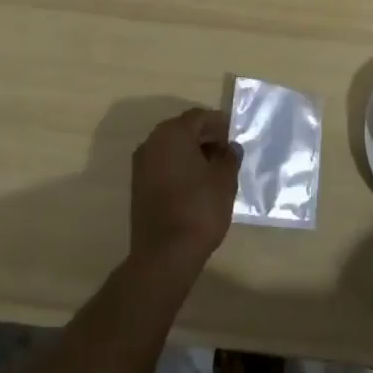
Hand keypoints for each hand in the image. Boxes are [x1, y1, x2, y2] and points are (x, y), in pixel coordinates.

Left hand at [129, 108, 240, 278]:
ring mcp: (141, 165)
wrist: (165, 255)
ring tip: (213, 169)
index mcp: (173, 133)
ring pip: (171, 148)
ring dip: (191, 152)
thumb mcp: (225, 179)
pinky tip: (196, 183)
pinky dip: (179, 167)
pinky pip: (162, 165)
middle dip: (205, 137)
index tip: (234, 136)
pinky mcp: (138, 186)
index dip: (219, 124)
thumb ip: (229, 156)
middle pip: (183, 129)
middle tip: (226, 151)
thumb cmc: (199, 208)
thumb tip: (229, 148)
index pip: (200, 116)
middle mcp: (152, 142)